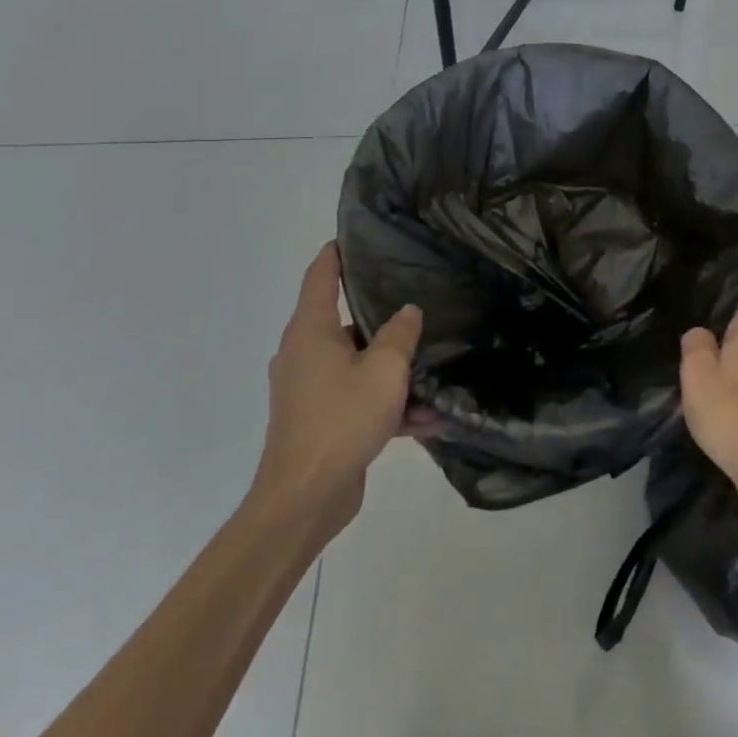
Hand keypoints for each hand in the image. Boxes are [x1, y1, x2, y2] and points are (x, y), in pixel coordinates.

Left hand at [249, 243, 421, 538]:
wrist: (304, 500)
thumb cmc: (341, 419)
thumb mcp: (385, 369)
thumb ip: (401, 333)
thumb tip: (408, 311)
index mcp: (311, 331)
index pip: (320, 276)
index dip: (337, 253)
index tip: (359, 236)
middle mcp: (304, 354)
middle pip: (344, 320)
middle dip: (381, 313)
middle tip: (419, 297)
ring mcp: (309, 390)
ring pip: (357, 363)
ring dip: (392, 369)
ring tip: (434, 368)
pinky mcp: (319, 421)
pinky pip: (358, 399)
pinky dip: (387, 404)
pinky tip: (427, 419)